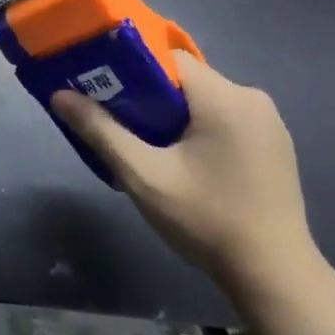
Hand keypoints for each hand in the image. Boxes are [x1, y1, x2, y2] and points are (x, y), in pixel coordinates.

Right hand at [51, 54, 322, 301]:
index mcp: (224, 97)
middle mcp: (252, 97)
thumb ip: (101, 131)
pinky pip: (226, 118)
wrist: (275, 277)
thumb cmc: (206, 221)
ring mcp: (269, 121)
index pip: (168, 58)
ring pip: (205, 99)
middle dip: (151, 97)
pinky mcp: (276, 144)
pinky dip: (201, 129)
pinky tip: (187, 163)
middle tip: (123, 126)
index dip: (132, 69)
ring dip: (176, 115)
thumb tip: (59, 95)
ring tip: (151, 148)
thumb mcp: (144, 176)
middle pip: (186, 79)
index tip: (106, 91)